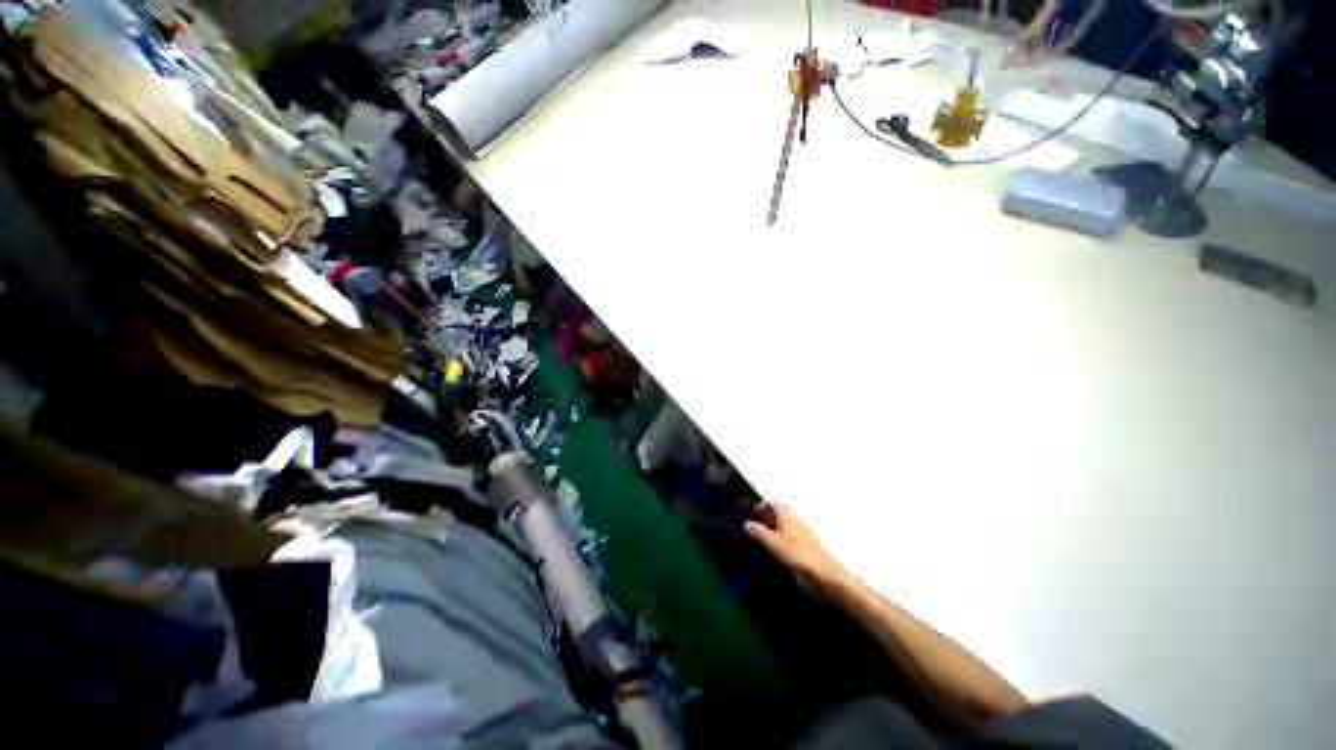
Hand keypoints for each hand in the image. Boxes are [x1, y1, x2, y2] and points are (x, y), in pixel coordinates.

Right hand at [745, 502, 842, 587]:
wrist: (824, 577)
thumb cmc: (799, 557)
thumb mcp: (774, 544)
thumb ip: (759, 532)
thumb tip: (747, 524)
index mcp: (788, 517)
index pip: (772, 504)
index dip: (760, 507)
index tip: (748, 516)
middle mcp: (794, 523)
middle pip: (776, 515)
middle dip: (764, 520)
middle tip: (750, 530)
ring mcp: (800, 536)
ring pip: (781, 529)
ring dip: (770, 533)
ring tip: (757, 543)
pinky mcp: (803, 550)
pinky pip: (787, 541)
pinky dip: (778, 544)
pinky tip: (772, 555)